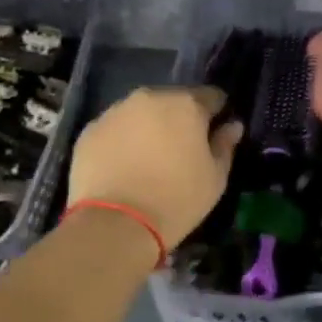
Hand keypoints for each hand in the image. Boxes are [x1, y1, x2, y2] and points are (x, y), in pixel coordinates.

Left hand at [67, 86, 240, 248]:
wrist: (116, 224)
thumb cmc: (177, 199)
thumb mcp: (215, 178)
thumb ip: (225, 145)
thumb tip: (232, 125)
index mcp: (186, 104)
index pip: (211, 96)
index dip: (216, 113)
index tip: (215, 133)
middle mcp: (150, 98)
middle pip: (172, 101)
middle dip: (179, 119)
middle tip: (181, 150)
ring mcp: (115, 112)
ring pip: (141, 113)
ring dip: (149, 127)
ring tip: (149, 160)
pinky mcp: (90, 131)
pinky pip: (115, 129)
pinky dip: (122, 141)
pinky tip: (123, 167)